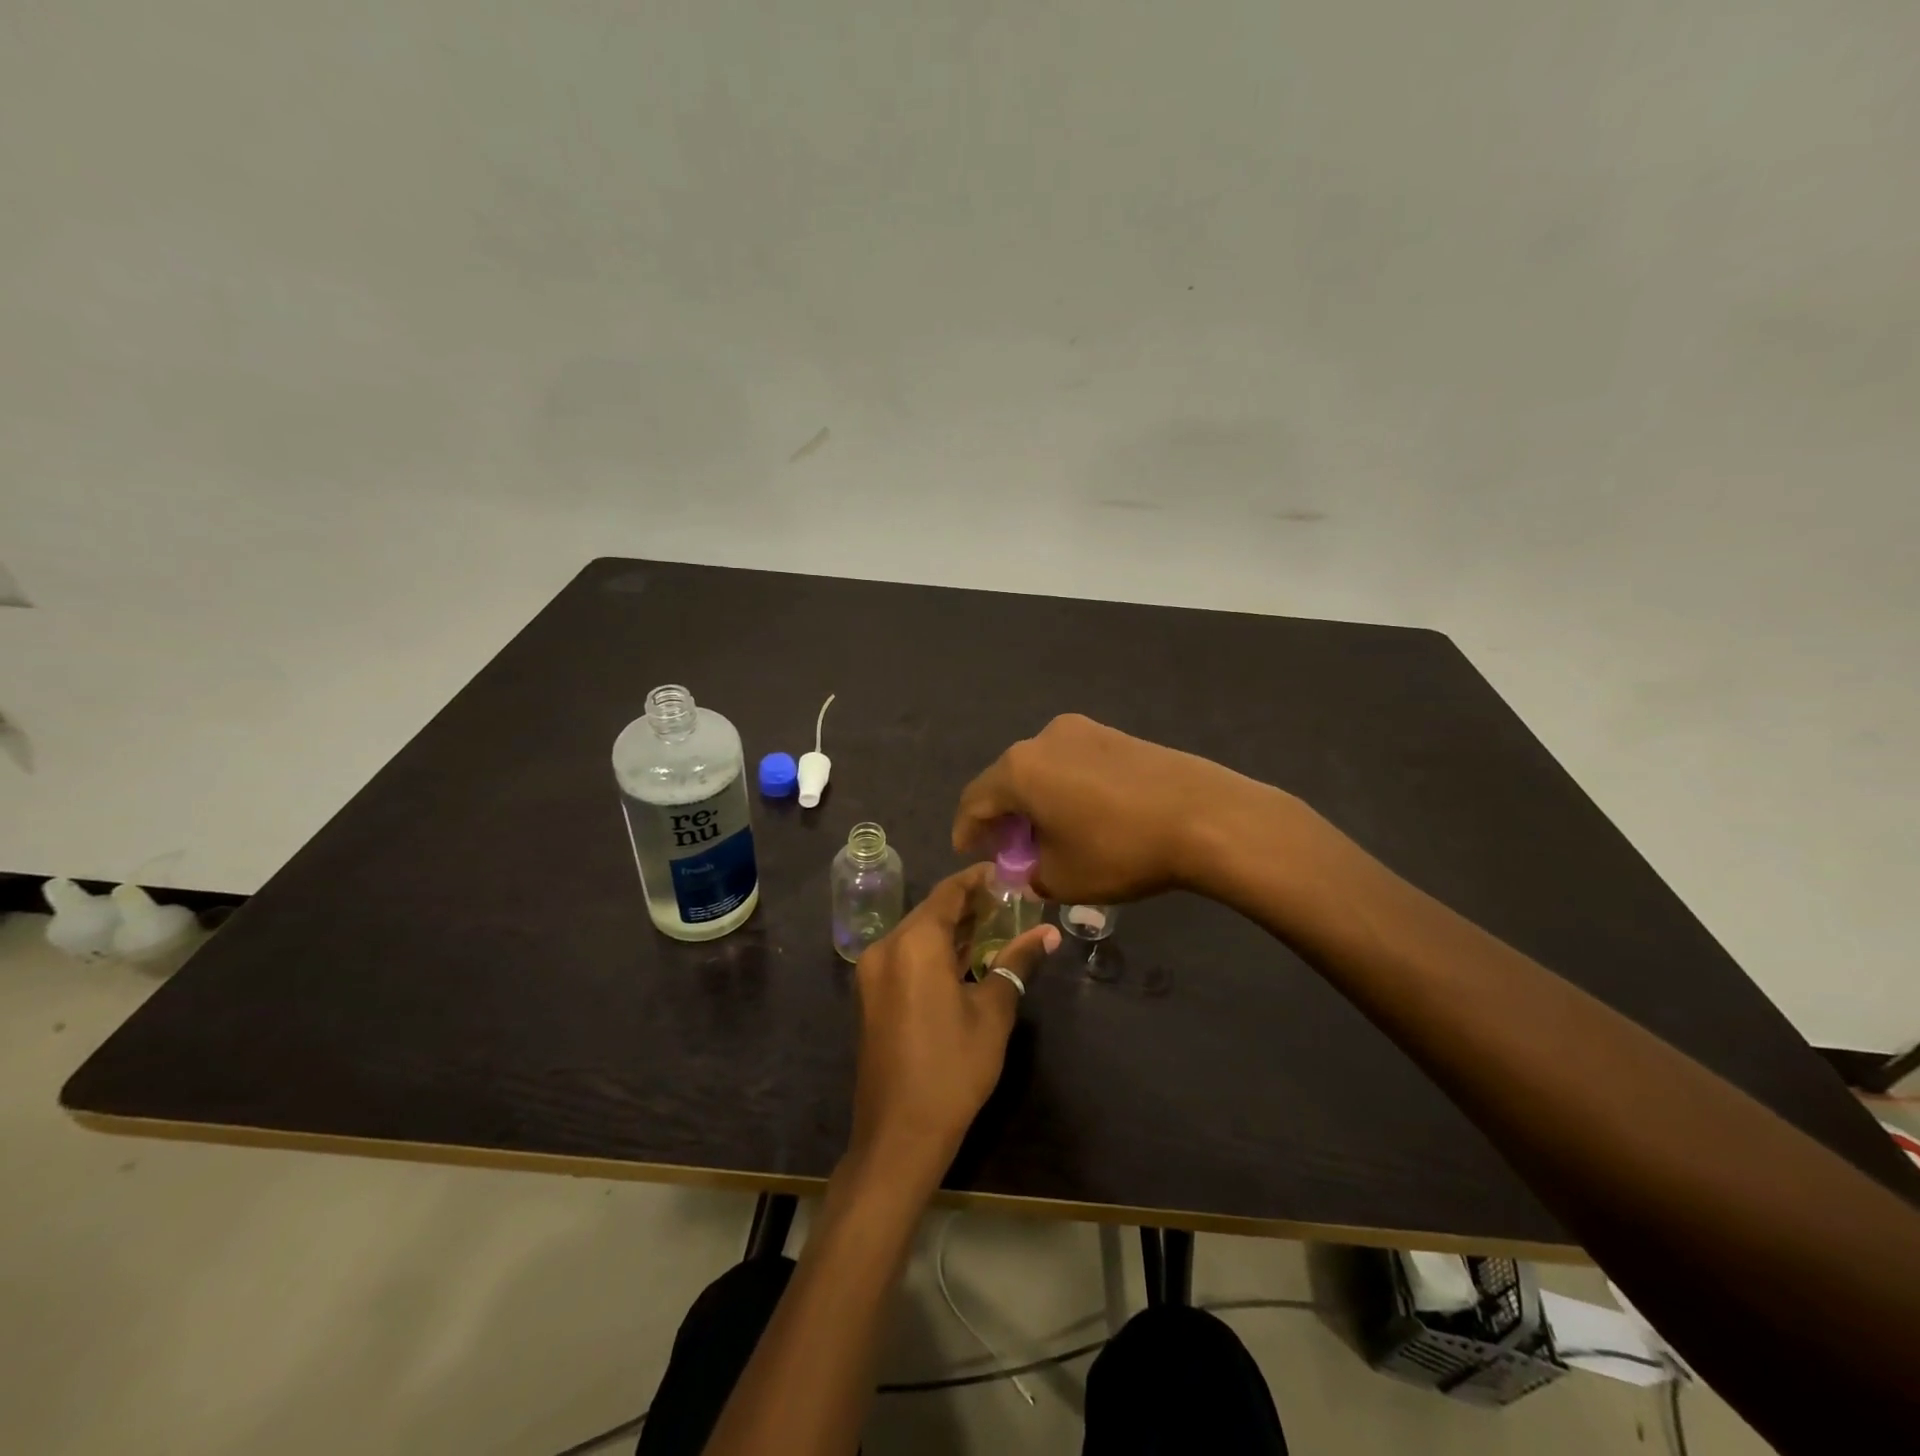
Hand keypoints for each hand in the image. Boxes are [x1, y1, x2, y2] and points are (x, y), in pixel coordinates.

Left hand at [847, 865, 1059, 1189]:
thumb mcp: (993, 1011)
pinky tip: (965, 957)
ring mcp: (874, 972)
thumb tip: (1048, 934)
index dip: (978, 879)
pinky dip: (935, 951)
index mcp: (914, 942)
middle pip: (931, 910)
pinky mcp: (872, 994)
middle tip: (1009, 901)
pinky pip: (906, 956)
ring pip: (917, 934)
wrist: (899, 1133)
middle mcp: (887, 947)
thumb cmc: (952, 1067)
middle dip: (969, 904)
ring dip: (952, 928)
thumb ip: (1017, 963)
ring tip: (995, 925)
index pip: (949, 892)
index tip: (1008, 873)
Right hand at [952, 714, 1274, 904]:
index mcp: (1019, 769)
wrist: (1204, 816)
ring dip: (1035, 801)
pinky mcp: (1115, 735)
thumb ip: (1030, 874)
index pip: (974, 800)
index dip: (967, 831)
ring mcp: (1083, 730)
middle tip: (1009, 850)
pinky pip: (1072, 763)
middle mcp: (1043, 738)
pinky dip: (1063, 789)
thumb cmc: (1120, 849)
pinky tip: (1082, 815)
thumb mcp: (1062, 878)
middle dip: (1003, 816)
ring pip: (1041, 770)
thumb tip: (1028, 869)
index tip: (968, 854)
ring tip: (1048, 834)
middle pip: (1006, 780)